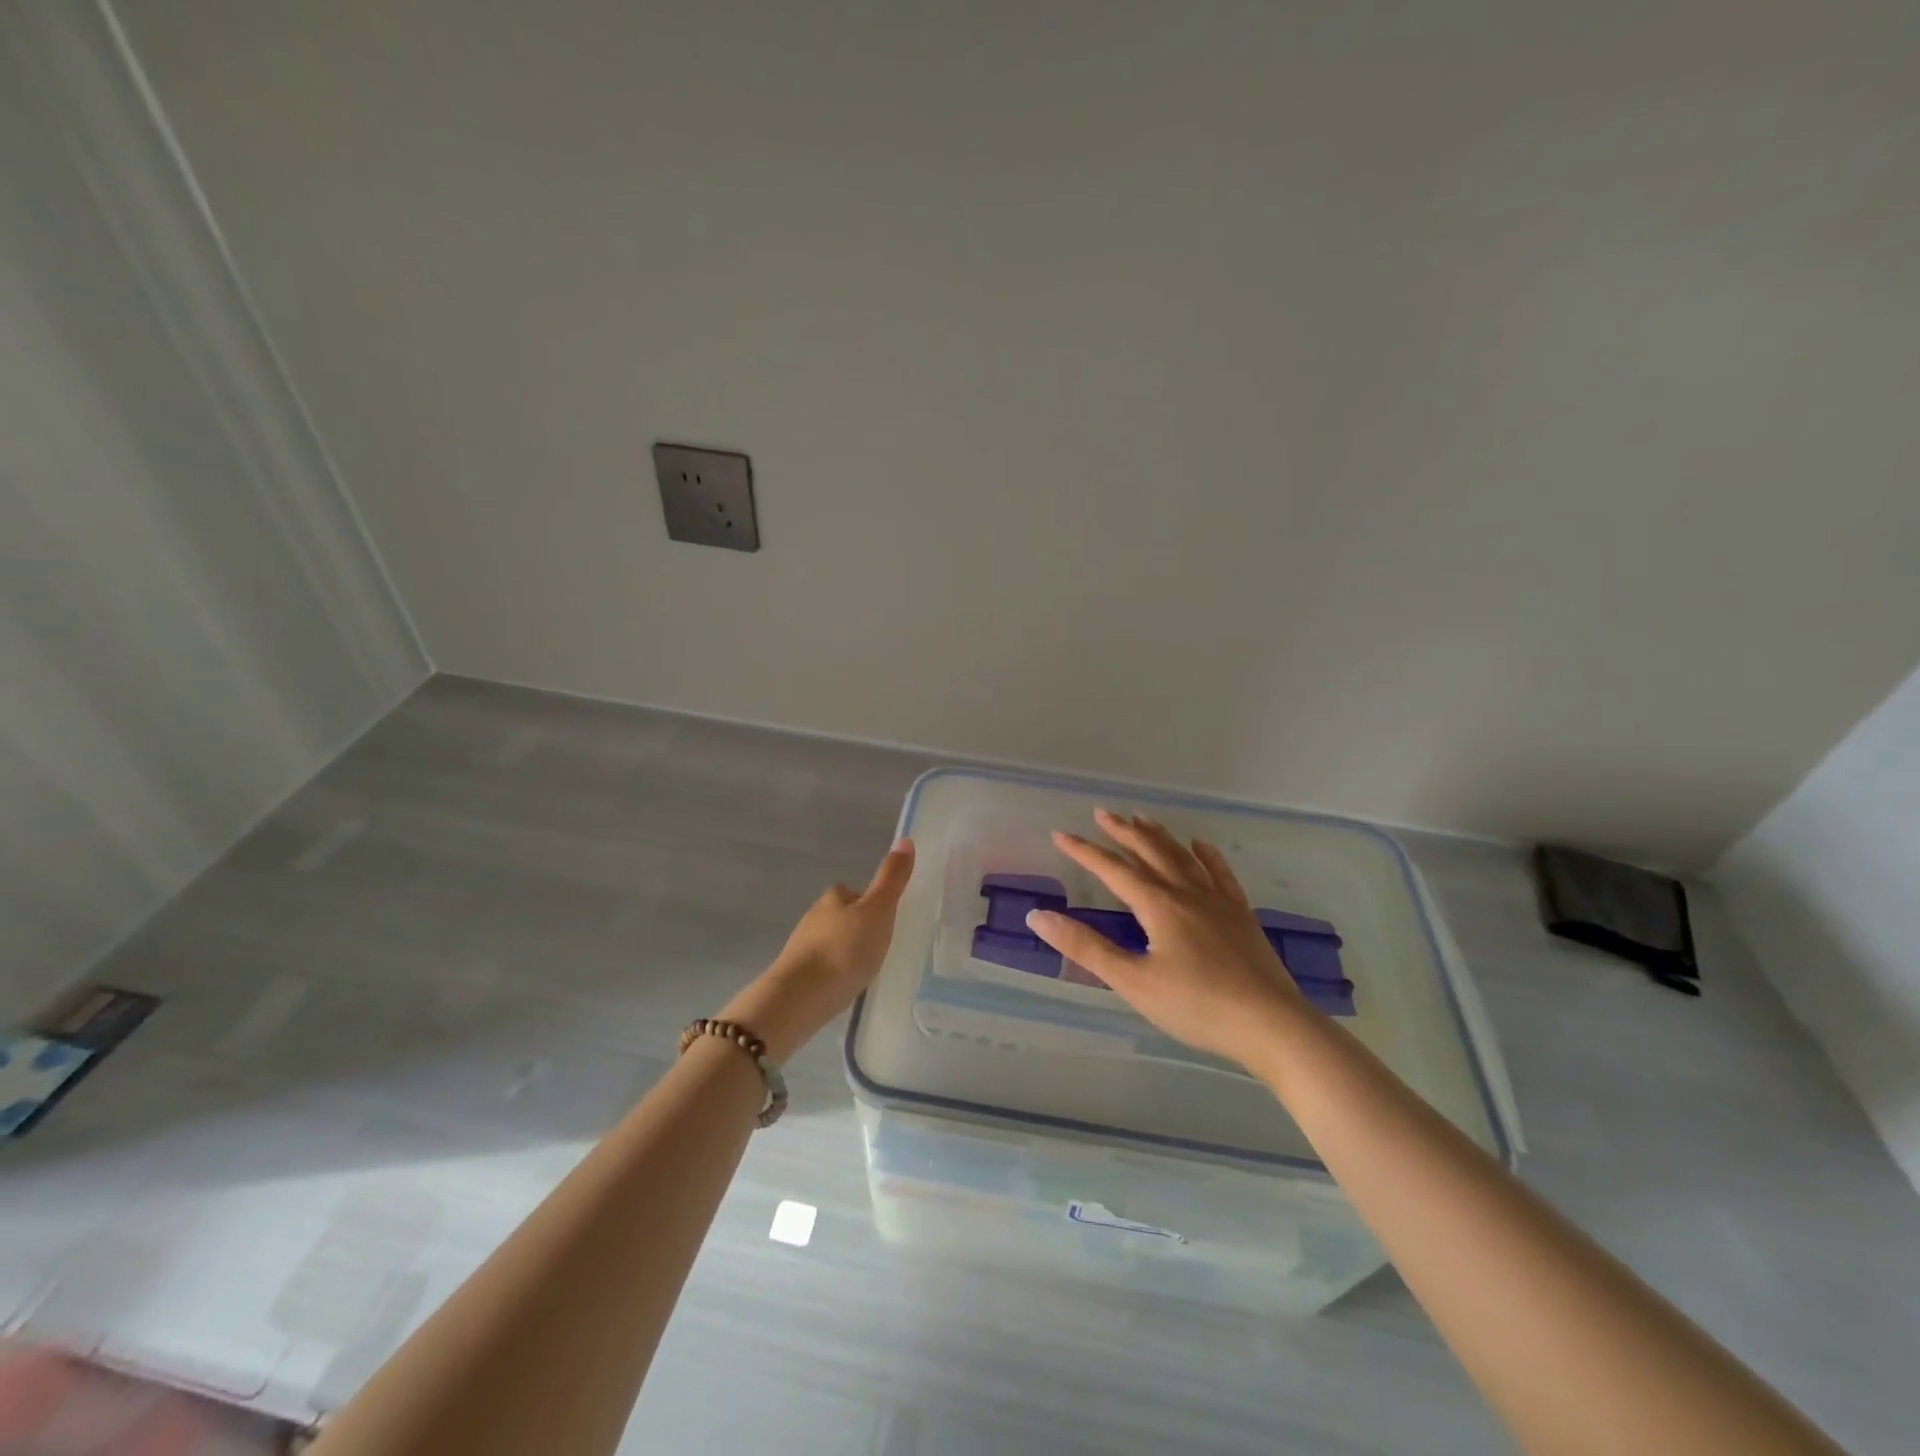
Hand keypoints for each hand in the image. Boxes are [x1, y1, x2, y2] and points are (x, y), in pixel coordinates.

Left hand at [721, 839, 914, 1059]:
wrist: (800, 997)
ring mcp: (802, 948)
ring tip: (865, 969)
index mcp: (833, 898)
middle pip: (841, 917)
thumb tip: (906, 839)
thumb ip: (892, 878)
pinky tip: (844, 987)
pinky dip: (834, 973)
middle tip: (880, 947)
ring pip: (830, 943)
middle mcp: (814, 917)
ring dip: (845, 952)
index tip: (886, 920)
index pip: (853, 892)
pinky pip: (822, 968)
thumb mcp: (879, 910)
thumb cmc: (845, 949)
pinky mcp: (797, 975)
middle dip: (858, 929)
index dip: (870, 903)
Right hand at [1028, 810, 1311, 1068]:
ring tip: (1142, 818)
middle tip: (1102, 813)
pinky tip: (1201, 846)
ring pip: (1183, 857)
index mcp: (1158, 905)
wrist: (1271, 1025)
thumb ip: (1086, 948)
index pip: (1113, 870)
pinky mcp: (1241, 916)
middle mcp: (1187, 893)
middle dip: (1123, 831)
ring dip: (1159, 835)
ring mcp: (1218, 902)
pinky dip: (1207, 856)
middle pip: (1150, 852)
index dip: (1084, 851)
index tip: (1060, 835)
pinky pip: (1220, 874)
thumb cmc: (1196, 1006)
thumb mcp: (1133, 981)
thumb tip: (1038, 916)